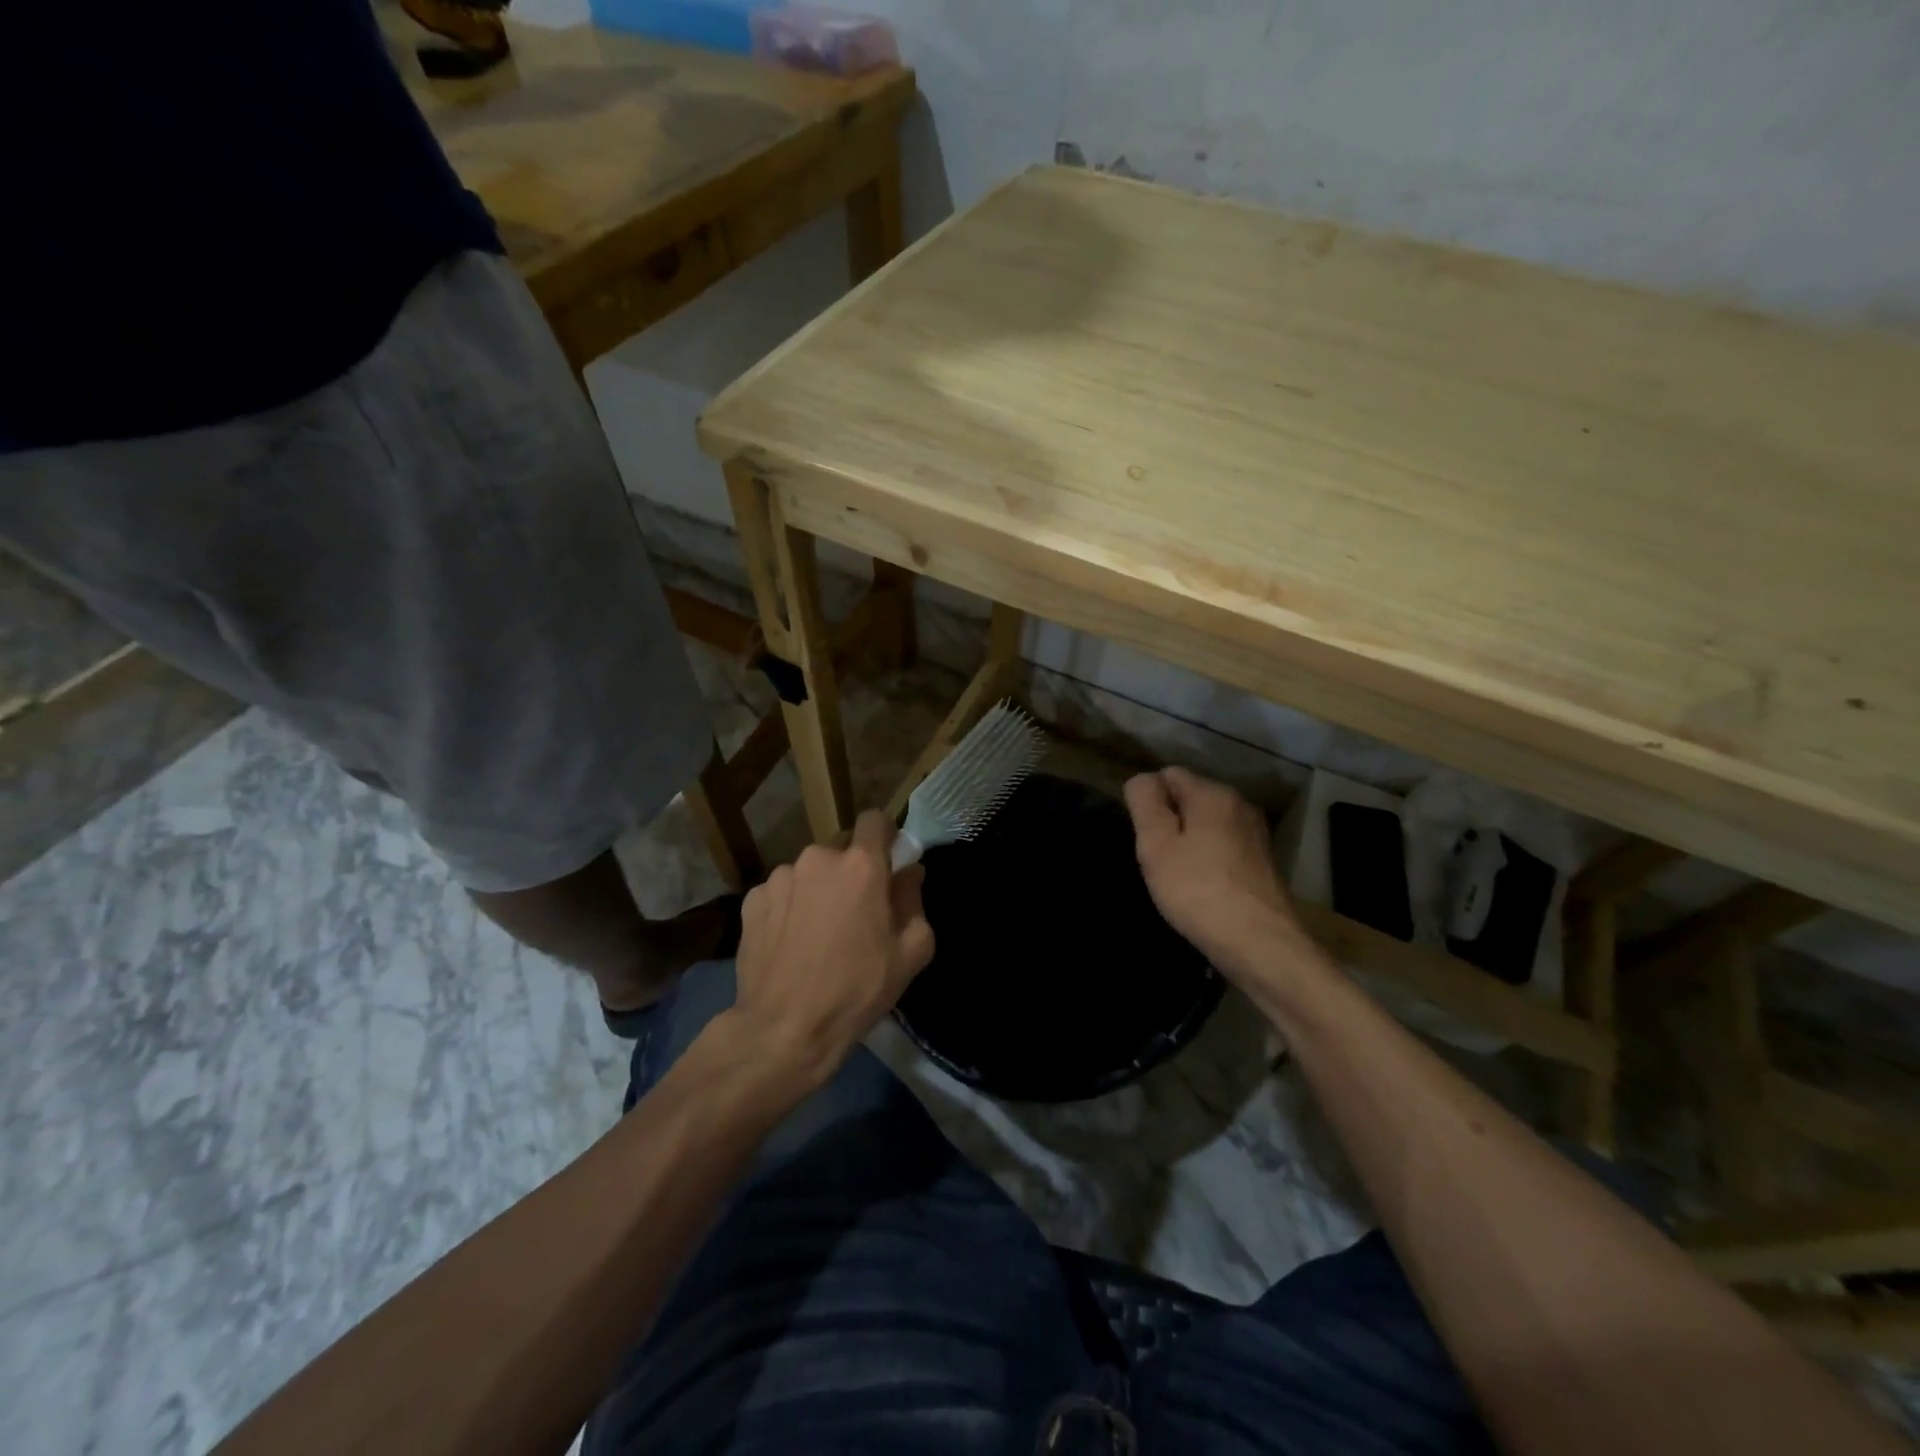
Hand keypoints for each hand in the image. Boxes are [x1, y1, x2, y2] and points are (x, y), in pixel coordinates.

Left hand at [729, 810, 934, 1089]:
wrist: (784, 1029)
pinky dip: (789, 907)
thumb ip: (914, 900)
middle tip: (855, 912)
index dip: (884, 837)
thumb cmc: (857, 989)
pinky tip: (790, 943)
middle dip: (851, 871)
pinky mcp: (752, 900)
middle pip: (841, 850)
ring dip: (818, 890)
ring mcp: (780, 877)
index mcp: (861, 865)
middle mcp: (818, 858)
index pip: (874, 820)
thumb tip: (909, 872)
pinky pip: (781, 892)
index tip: (888, 862)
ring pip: (809, 872)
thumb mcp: (911, 952)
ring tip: (817, 933)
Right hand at [1123, 767, 1309, 977]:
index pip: (1168, 774)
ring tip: (1180, 877)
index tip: (1145, 838)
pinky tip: (1204, 888)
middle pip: (1190, 797)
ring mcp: (1256, 832)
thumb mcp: (1156, 845)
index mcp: (1213, 793)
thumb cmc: (1198, 891)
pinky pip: (1224, 844)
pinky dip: (1209, 858)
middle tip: (1160, 861)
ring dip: (1189, 842)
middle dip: (1170, 822)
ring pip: (1207, 823)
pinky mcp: (1263, 859)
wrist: (1261, 944)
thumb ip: (1145, 802)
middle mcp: (1240, 803)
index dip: (1149, 802)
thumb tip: (1143, 780)